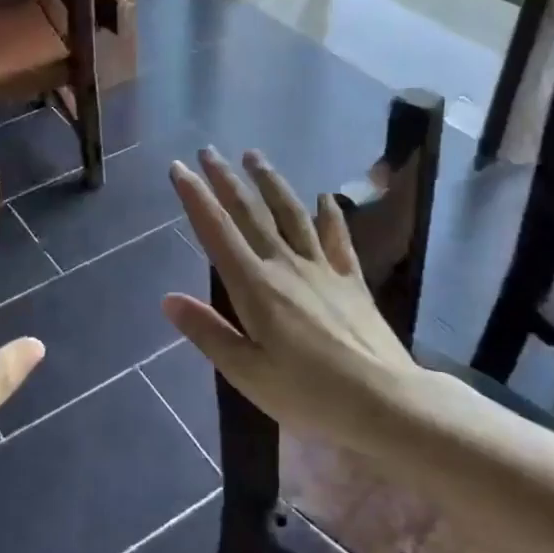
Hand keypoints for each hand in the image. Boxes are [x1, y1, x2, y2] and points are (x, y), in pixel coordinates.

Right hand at [162, 148, 425, 457]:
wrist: (385, 402)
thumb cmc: (309, 394)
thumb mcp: (247, 373)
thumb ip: (208, 333)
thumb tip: (168, 299)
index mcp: (256, 287)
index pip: (218, 232)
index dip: (196, 198)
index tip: (179, 168)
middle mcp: (286, 266)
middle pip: (251, 213)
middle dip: (226, 180)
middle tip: (209, 151)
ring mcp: (322, 269)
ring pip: (291, 214)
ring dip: (270, 182)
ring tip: (255, 156)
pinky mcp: (351, 280)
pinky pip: (336, 238)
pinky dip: (329, 214)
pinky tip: (325, 198)